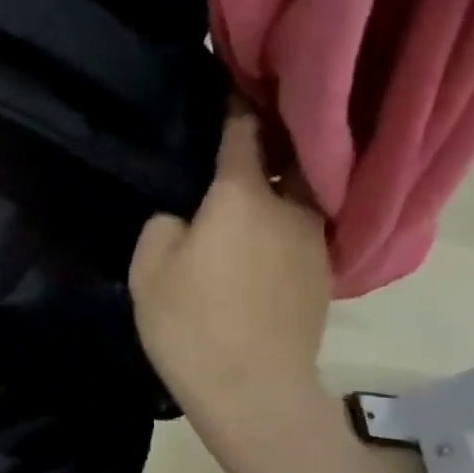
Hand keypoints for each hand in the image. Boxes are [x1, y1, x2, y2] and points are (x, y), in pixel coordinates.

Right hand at [129, 104, 331, 424]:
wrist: (253, 391)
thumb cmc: (191, 322)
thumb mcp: (149, 267)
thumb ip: (163, 224)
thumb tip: (185, 217)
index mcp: (243, 195)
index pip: (244, 131)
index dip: (236, 104)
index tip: (233, 81)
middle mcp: (290, 207)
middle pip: (285, 157)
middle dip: (268, 139)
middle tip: (243, 132)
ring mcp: (314, 241)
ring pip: (297, 196)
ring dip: (278, 185)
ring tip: (249, 189)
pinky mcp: (324, 273)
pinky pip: (301, 230)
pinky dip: (283, 222)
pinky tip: (259, 241)